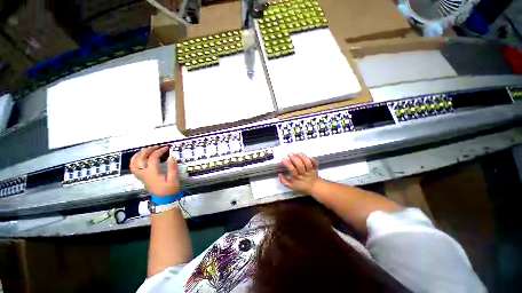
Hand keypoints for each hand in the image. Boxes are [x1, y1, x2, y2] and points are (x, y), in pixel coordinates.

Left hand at [130, 146, 179, 196]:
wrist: (164, 200)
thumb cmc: (169, 191)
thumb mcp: (174, 181)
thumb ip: (172, 168)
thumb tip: (171, 157)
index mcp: (152, 173)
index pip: (153, 158)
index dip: (159, 151)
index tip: (166, 148)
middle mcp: (144, 173)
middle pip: (142, 157)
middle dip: (149, 149)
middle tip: (157, 147)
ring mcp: (141, 175)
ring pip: (134, 162)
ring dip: (140, 153)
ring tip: (147, 150)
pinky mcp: (141, 176)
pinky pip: (133, 167)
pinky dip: (134, 159)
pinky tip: (139, 156)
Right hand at [278, 153, 319, 193]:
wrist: (314, 188)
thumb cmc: (301, 187)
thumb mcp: (291, 186)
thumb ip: (284, 181)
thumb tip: (279, 173)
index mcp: (297, 179)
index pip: (292, 170)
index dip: (288, 164)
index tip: (283, 159)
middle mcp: (304, 174)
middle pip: (300, 166)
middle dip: (295, 158)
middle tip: (290, 154)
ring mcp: (310, 171)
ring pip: (307, 163)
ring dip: (303, 157)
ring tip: (298, 153)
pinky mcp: (315, 168)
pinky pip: (314, 163)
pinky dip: (311, 159)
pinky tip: (307, 155)